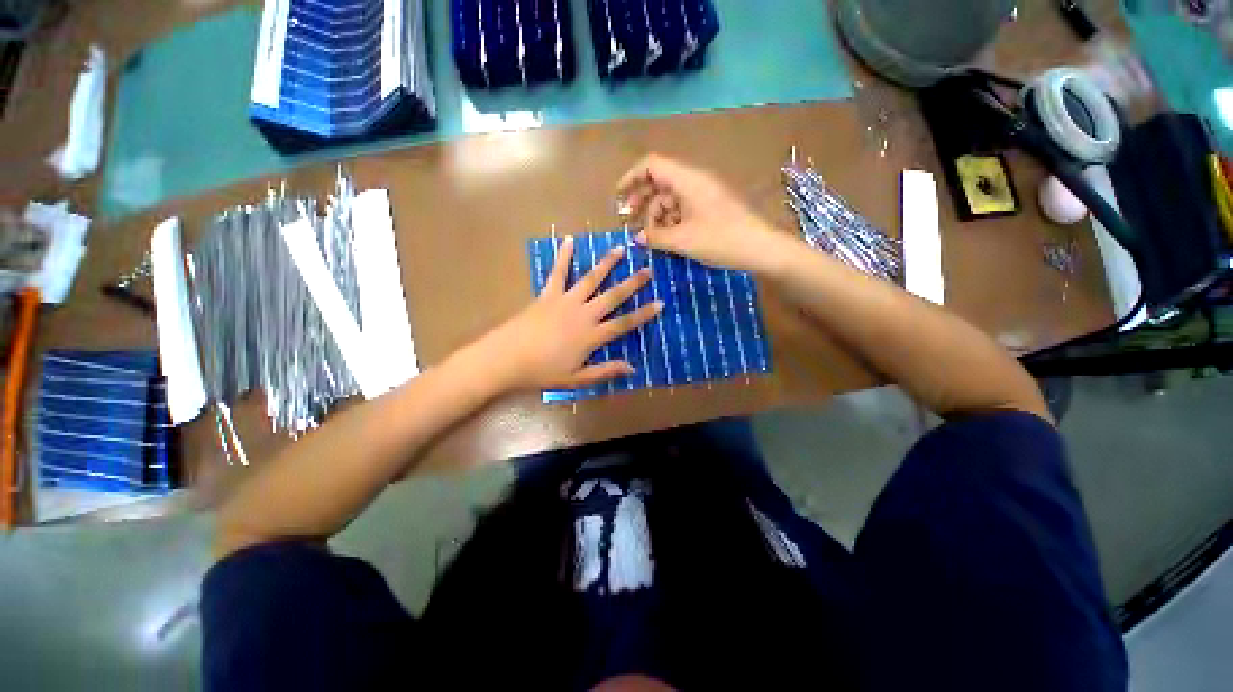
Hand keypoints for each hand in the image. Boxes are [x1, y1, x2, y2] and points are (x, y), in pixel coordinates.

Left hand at [474, 236, 662, 392]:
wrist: (506, 358)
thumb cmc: (542, 372)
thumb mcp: (576, 379)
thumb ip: (604, 372)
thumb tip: (632, 369)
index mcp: (591, 336)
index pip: (624, 323)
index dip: (644, 314)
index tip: (660, 303)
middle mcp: (583, 314)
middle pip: (613, 296)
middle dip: (633, 283)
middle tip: (648, 269)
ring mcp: (565, 301)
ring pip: (591, 279)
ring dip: (607, 263)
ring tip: (620, 249)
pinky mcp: (547, 294)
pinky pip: (558, 272)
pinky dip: (563, 256)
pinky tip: (568, 240)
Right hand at [617, 154, 784, 272]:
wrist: (761, 248)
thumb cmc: (720, 240)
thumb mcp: (682, 240)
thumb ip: (655, 237)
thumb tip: (637, 237)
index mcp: (687, 180)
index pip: (652, 165)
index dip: (631, 178)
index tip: (618, 197)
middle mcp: (694, 181)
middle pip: (659, 182)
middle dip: (642, 201)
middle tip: (630, 222)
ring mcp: (704, 195)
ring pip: (671, 198)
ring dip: (657, 216)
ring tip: (651, 238)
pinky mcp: (711, 208)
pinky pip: (683, 209)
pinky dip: (671, 221)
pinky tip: (668, 239)